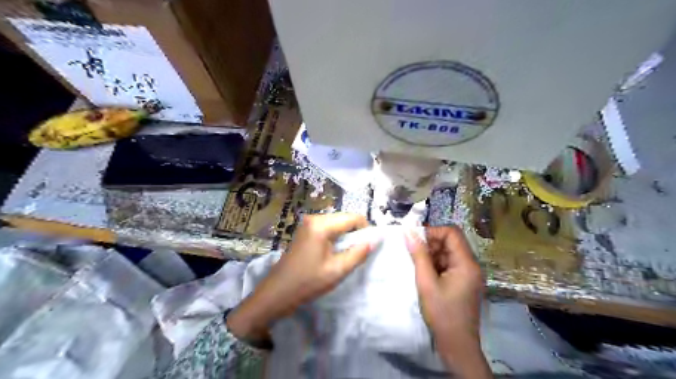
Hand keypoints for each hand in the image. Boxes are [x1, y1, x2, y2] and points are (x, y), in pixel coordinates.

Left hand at [227, 214, 374, 342]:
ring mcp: (307, 223)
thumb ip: (358, 253)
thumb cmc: (308, 282)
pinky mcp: (305, 231)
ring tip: (348, 253)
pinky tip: (335, 252)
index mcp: (321, 225)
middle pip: (344, 218)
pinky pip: (327, 228)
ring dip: (346, 235)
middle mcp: (314, 218)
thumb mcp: (337, 270)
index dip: (366, 229)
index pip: (352, 218)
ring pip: (336, 223)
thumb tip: (375, 239)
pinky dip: (336, 237)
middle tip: (360, 251)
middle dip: (355, 232)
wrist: (277, 293)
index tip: (370, 245)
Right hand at [403, 226, 488, 377]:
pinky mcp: (463, 282)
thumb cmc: (442, 314)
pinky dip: (435, 264)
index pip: (452, 232)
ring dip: (431, 255)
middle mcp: (471, 265)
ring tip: (417, 266)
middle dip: (430, 244)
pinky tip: (424, 275)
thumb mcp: (426, 283)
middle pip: (450, 241)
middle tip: (413, 254)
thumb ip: (419, 255)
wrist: (457, 346)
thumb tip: (409, 232)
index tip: (414, 240)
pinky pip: (448, 264)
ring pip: (448, 252)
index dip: (432, 231)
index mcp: (467, 263)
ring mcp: (468, 274)